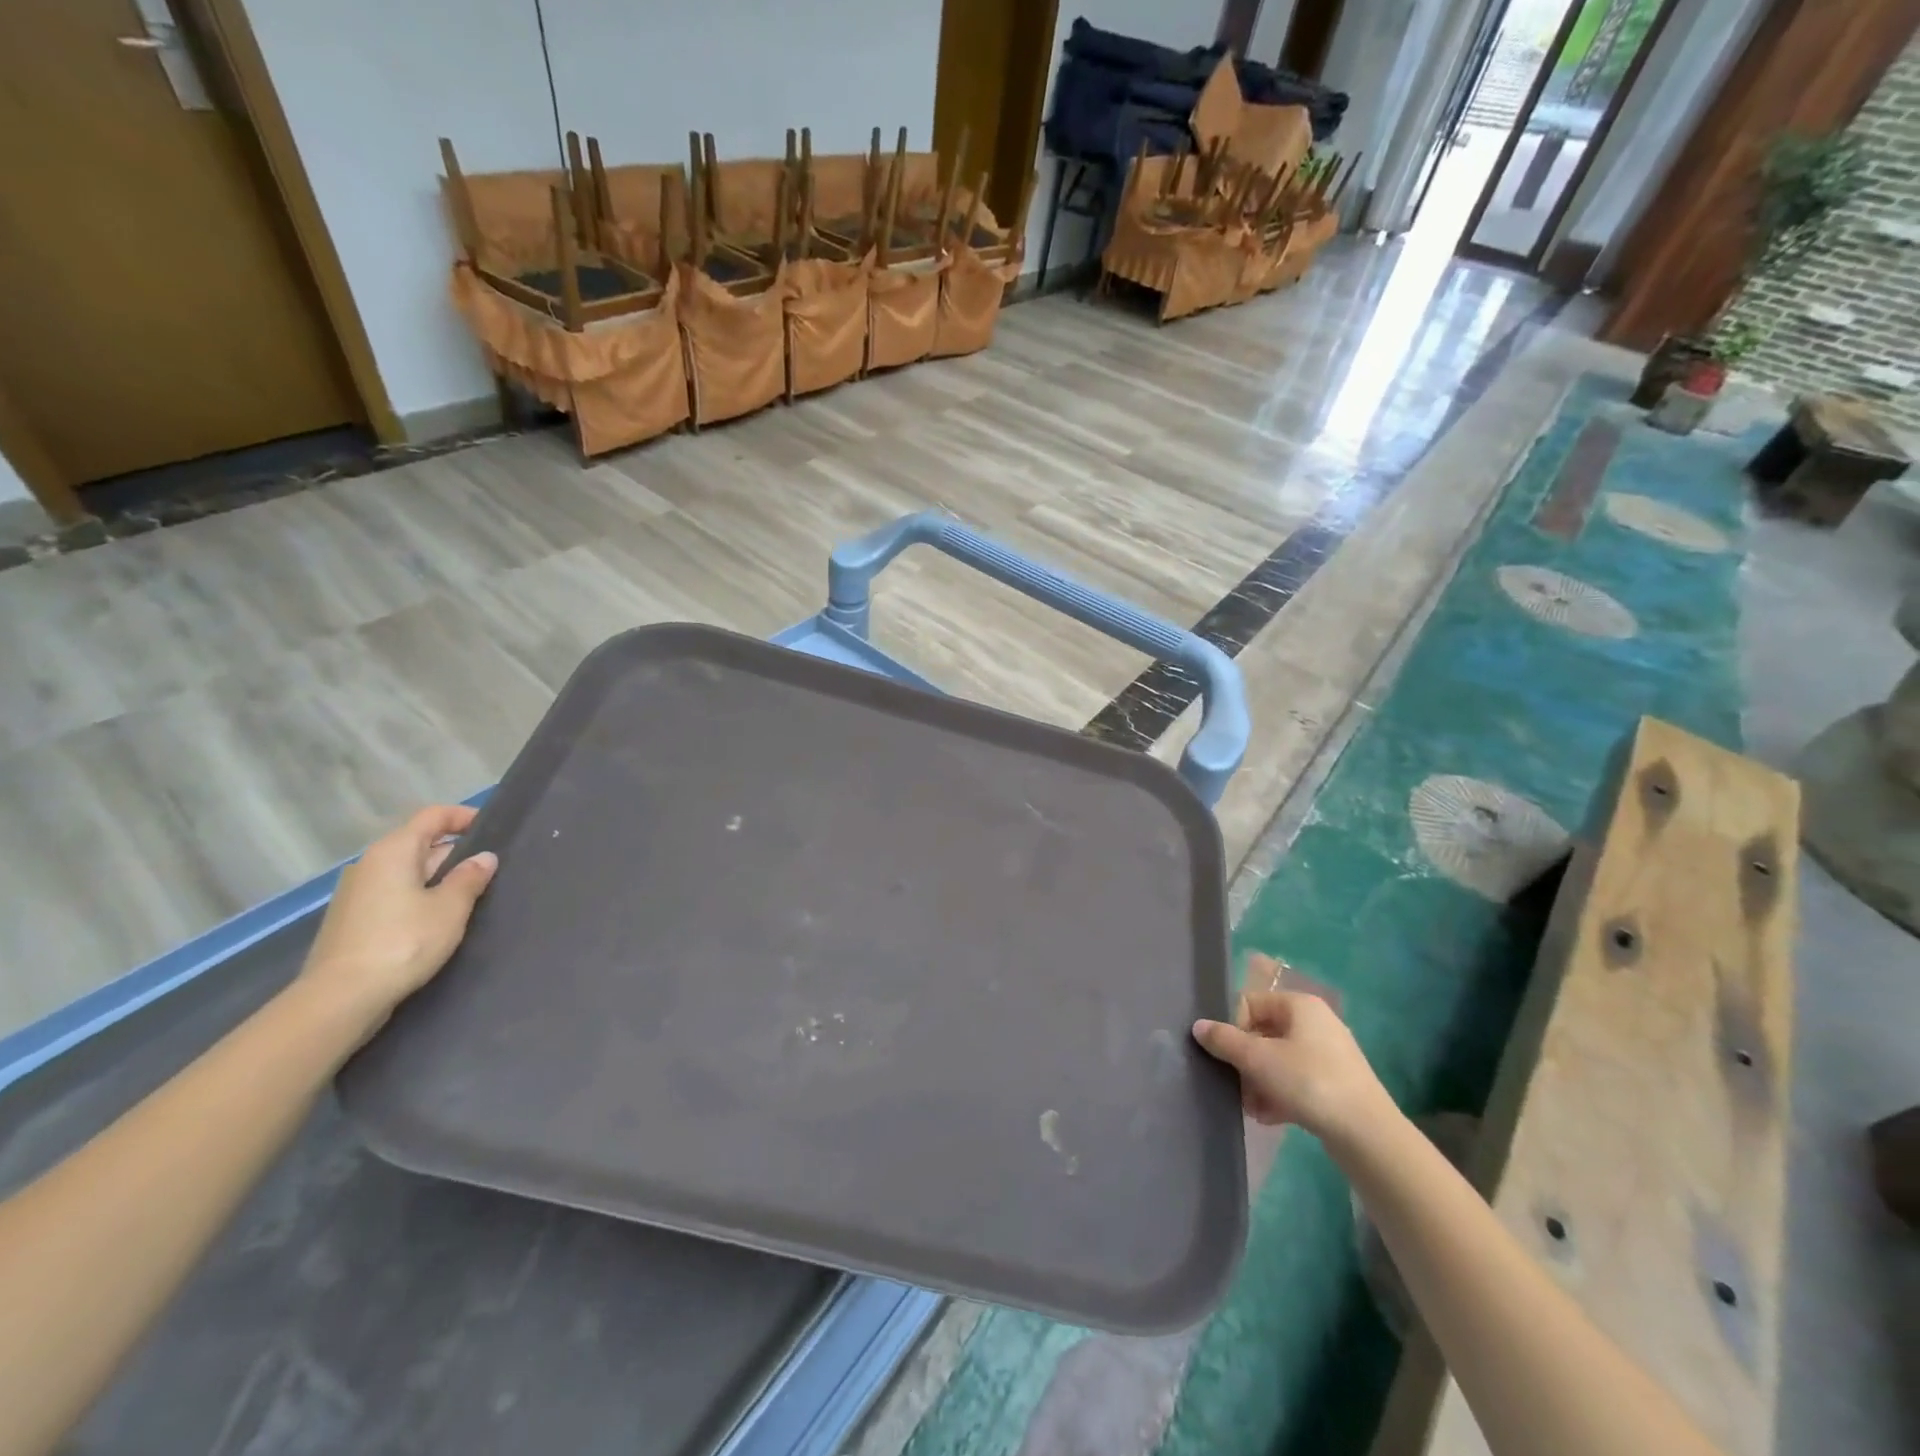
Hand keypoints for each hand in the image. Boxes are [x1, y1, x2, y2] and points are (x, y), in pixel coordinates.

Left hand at [298, 806, 498, 1031]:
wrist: (340, 998)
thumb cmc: (403, 942)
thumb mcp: (450, 908)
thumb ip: (470, 878)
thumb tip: (484, 858)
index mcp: (393, 851)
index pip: (432, 816)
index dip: (463, 817)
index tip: (492, 830)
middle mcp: (370, 864)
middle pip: (419, 843)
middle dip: (455, 853)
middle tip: (489, 871)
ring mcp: (356, 893)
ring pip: (406, 872)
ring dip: (437, 878)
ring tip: (469, 897)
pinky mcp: (352, 920)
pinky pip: (393, 894)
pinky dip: (418, 897)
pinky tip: (437, 921)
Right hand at [1191, 954, 1389, 1143]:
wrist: (1368, 1135)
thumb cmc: (1309, 1082)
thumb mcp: (1258, 1059)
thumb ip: (1224, 1040)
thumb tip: (1198, 1026)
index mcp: (1300, 1005)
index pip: (1251, 1003)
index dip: (1232, 1027)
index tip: (1225, 1055)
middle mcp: (1316, 1023)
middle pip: (1263, 1033)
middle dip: (1245, 1061)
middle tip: (1234, 1085)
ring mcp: (1329, 1054)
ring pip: (1278, 1060)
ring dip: (1258, 1082)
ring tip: (1251, 1108)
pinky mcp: (1336, 1084)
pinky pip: (1296, 1081)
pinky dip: (1279, 1095)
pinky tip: (1268, 1117)